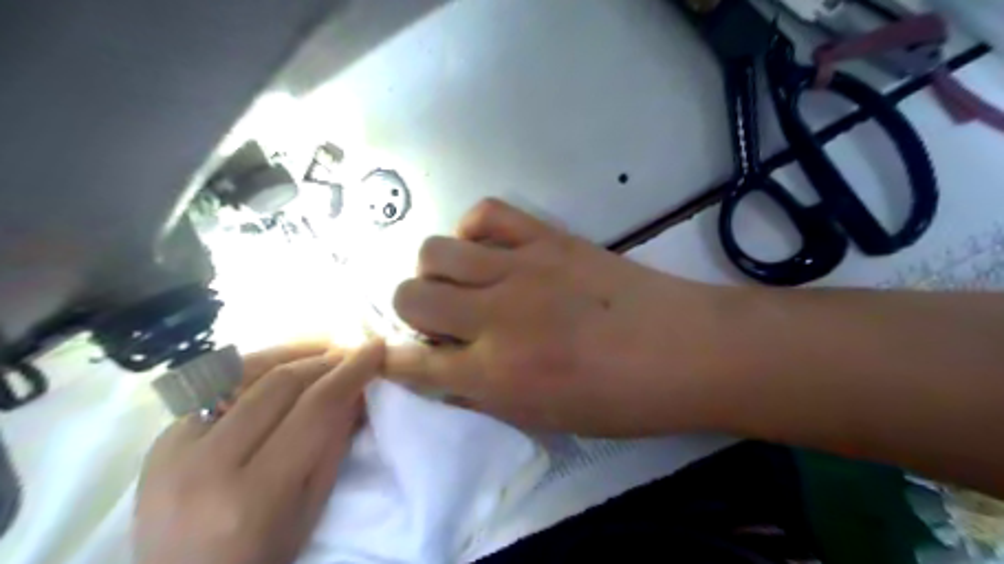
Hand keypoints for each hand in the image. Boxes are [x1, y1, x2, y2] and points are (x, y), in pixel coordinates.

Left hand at [133, 339, 384, 562]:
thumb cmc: (259, 558)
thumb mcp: (310, 510)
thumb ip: (333, 445)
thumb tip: (357, 389)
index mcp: (253, 496)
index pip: (315, 410)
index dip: (351, 372)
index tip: (375, 348)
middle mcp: (207, 465)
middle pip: (279, 384)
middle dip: (324, 360)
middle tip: (351, 353)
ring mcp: (172, 449)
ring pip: (243, 373)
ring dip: (291, 354)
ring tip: (321, 349)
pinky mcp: (159, 439)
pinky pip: (216, 387)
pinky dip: (257, 370)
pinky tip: (280, 368)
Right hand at [385, 200, 730, 438]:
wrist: (684, 349)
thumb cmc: (620, 399)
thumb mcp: (545, 419)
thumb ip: (486, 396)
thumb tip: (445, 374)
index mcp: (495, 374)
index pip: (412, 363)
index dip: (393, 361)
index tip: (394, 356)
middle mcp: (495, 317)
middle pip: (409, 295)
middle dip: (411, 311)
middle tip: (441, 321)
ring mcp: (520, 268)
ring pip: (435, 250)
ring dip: (435, 271)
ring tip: (463, 283)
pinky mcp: (547, 237)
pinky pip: (487, 213)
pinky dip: (474, 230)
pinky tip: (490, 251)